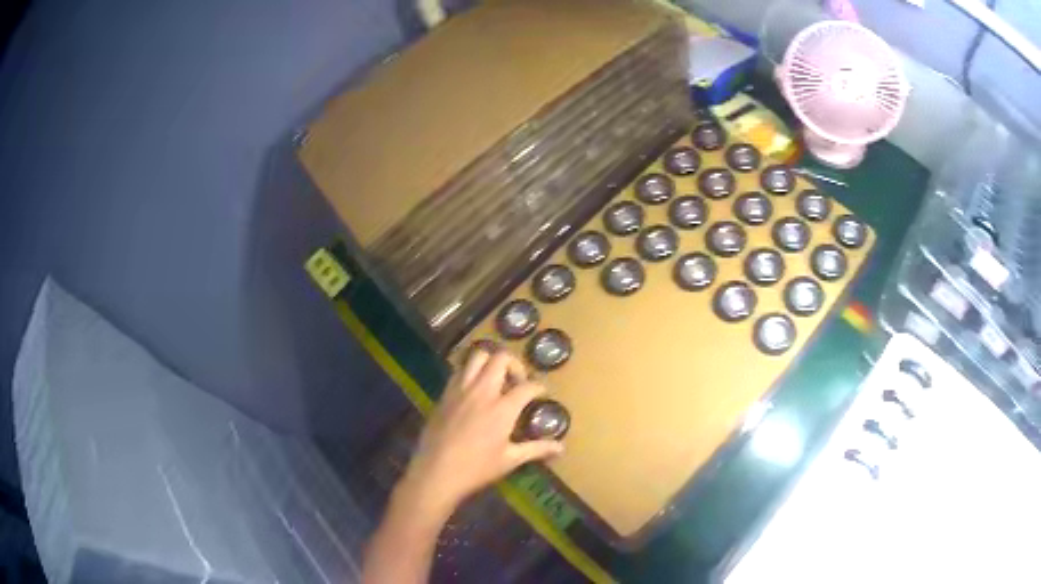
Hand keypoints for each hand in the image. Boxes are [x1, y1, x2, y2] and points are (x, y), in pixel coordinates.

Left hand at [397, 349, 564, 518]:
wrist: (436, 472)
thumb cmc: (477, 468)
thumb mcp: (510, 460)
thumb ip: (537, 449)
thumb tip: (561, 448)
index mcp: (502, 408)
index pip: (527, 386)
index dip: (539, 387)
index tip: (542, 393)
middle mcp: (482, 391)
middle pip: (501, 358)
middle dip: (514, 364)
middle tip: (517, 381)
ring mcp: (460, 390)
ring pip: (477, 356)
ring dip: (490, 362)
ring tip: (495, 379)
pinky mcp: (444, 394)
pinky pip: (459, 371)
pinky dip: (470, 372)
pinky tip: (473, 390)